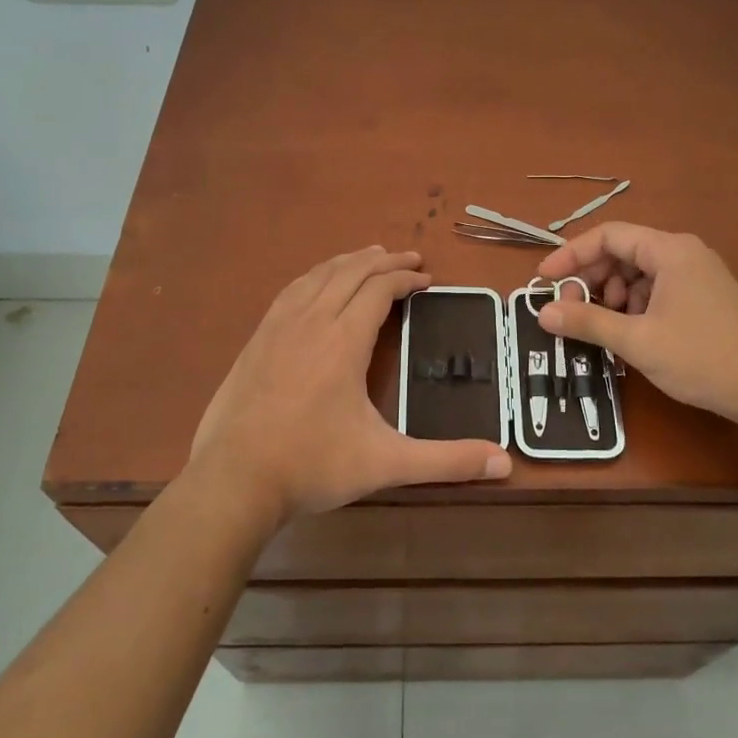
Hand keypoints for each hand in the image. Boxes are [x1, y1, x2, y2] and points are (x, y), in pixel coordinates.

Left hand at [187, 247, 510, 530]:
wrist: (233, 480)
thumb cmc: (313, 466)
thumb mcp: (386, 463)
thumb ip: (446, 461)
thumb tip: (504, 463)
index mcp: (343, 340)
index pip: (379, 290)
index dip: (406, 279)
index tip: (427, 280)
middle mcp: (311, 322)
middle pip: (350, 273)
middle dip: (383, 261)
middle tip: (409, 259)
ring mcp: (278, 328)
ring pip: (318, 276)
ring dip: (348, 262)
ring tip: (368, 257)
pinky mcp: (256, 340)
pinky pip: (291, 291)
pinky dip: (314, 276)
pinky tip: (316, 284)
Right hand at [536, 224, 737, 425]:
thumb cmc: (702, 357)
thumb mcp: (637, 340)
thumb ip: (587, 321)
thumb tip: (542, 312)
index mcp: (669, 251)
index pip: (608, 236)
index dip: (571, 254)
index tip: (544, 280)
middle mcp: (685, 253)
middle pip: (624, 253)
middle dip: (592, 278)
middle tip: (572, 309)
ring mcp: (699, 276)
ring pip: (640, 273)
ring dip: (614, 295)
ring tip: (607, 325)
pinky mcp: (706, 298)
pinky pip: (659, 289)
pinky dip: (637, 306)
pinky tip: (634, 332)